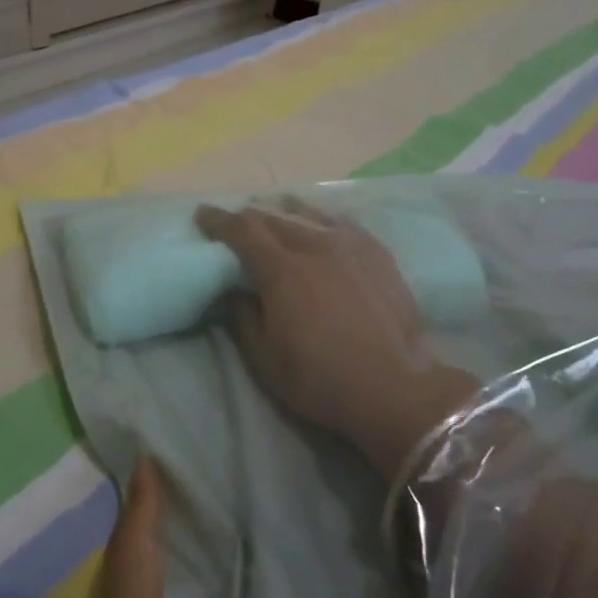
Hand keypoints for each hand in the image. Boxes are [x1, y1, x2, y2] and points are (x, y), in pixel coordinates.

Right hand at [196, 201, 479, 477]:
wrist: (393, 387)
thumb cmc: (320, 379)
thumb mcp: (264, 359)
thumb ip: (243, 318)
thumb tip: (234, 289)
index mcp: (282, 270)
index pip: (243, 231)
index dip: (219, 221)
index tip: (203, 214)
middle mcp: (316, 246)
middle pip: (275, 218)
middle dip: (250, 217)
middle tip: (236, 221)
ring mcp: (352, 246)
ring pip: (311, 215)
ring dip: (286, 211)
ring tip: (276, 210)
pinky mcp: (379, 254)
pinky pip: (343, 223)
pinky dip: (322, 218)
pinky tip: (322, 222)